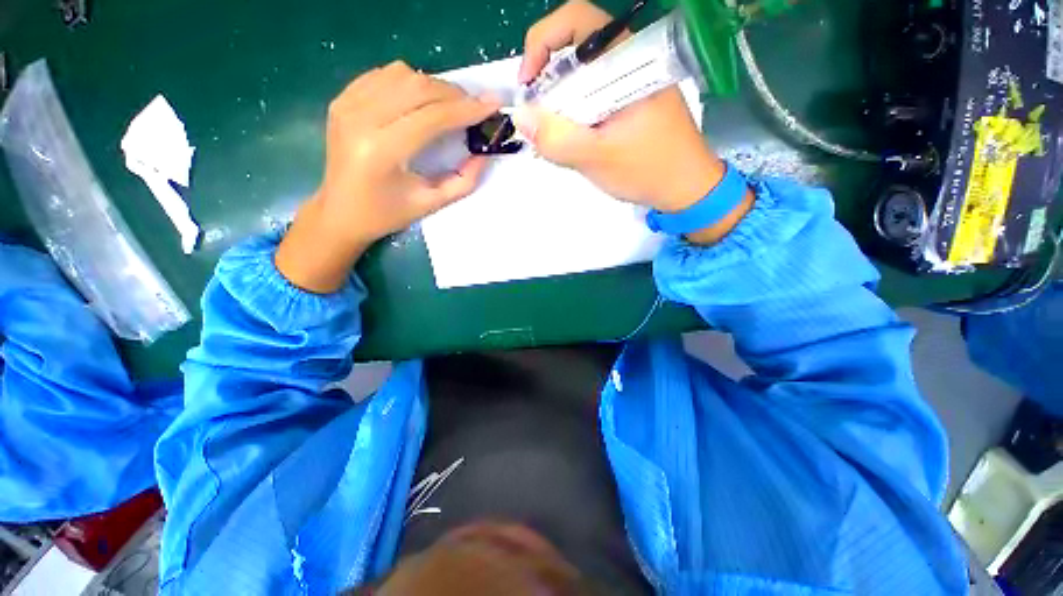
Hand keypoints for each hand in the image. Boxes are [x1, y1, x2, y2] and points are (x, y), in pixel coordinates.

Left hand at [276, 61, 499, 292]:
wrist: (339, 211)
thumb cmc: (387, 214)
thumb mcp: (431, 203)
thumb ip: (463, 180)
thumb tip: (485, 153)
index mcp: (382, 150)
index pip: (432, 117)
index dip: (466, 109)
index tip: (493, 104)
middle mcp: (361, 118)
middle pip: (418, 87)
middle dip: (454, 94)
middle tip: (475, 107)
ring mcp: (347, 104)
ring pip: (401, 74)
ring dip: (433, 86)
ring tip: (450, 105)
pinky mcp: (342, 99)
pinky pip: (383, 75)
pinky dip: (409, 82)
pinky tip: (421, 101)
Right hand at [516, 0, 752, 243]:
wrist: (685, 189)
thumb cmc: (649, 170)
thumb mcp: (598, 158)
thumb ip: (558, 139)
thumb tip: (520, 117)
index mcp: (627, 61)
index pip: (577, 22)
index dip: (542, 42)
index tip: (527, 83)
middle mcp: (627, 63)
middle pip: (573, 53)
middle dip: (547, 84)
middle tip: (538, 121)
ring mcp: (627, 84)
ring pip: (580, 80)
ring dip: (559, 106)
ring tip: (554, 139)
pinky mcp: (626, 104)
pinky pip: (590, 99)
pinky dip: (573, 117)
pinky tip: (572, 142)